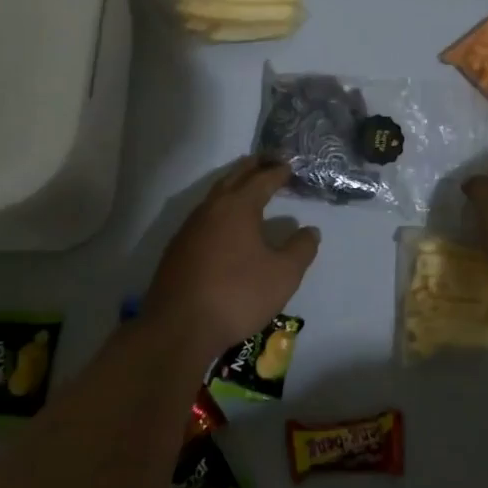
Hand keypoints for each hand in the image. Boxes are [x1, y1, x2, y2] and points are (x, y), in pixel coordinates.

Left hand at [145, 158, 319, 352]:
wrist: (179, 327)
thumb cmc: (237, 295)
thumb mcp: (283, 275)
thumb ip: (300, 249)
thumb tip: (310, 231)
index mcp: (238, 207)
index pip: (261, 180)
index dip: (277, 172)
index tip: (289, 166)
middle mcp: (211, 209)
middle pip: (234, 178)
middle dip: (252, 167)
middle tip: (268, 160)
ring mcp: (189, 228)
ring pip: (215, 196)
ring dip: (233, 186)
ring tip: (248, 187)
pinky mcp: (178, 249)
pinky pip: (204, 216)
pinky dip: (220, 208)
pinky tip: (224, 225)